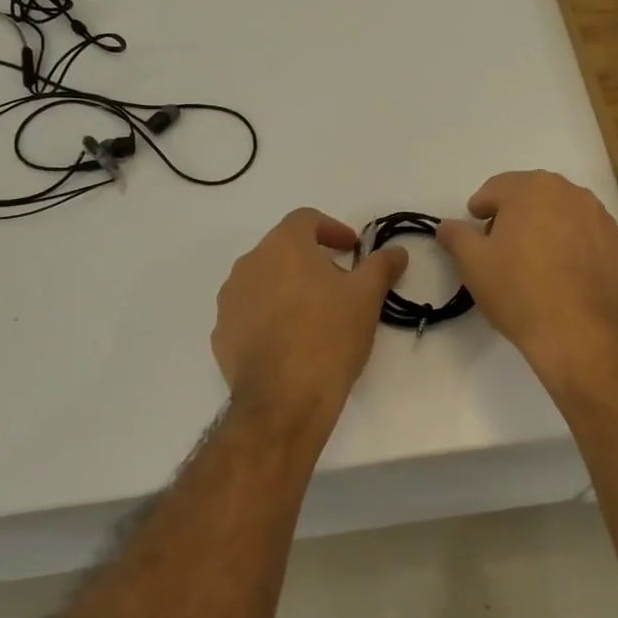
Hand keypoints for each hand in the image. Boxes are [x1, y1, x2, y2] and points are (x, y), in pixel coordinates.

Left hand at [212, 209, 406, 414]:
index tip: (351, 249)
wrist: (284, 399)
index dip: (331, 229)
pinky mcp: (221, 333)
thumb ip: (381, 267)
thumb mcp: (367, 298)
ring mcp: (230, 300)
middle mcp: (249, 264)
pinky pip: (249, 313)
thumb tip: (396, 251)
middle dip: (311, 261)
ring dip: (288, 288)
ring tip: (314, 315)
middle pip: (283, 249)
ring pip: (263, 281)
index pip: (305, 219)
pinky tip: (290, 342)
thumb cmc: (329, 336)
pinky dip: (269, 316)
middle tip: (339, 285)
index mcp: (283, 246)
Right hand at [436, 171, 617, 373]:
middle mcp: (571, 193)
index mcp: (533, 188)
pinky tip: (562, 277)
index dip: (480, 207)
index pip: (497, 188)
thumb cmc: (518, 290)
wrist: (580, 333)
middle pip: (532, 196)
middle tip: (500, 245)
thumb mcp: (473, 263)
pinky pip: (586, 238)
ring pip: (562, 215)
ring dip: (545, 229)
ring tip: (533, 262)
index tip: (474, 229)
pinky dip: (572, 248)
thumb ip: (456, 236)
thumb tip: (445, 225)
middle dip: (513, 215)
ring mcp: (601, 219)